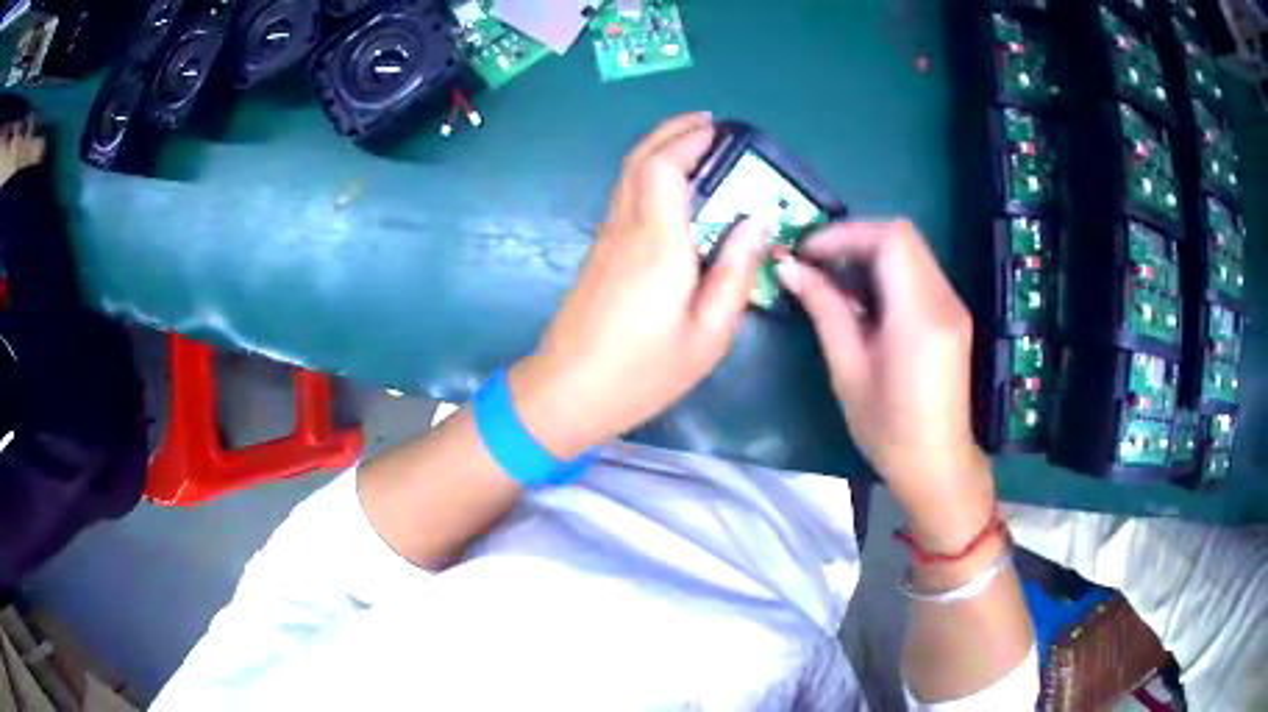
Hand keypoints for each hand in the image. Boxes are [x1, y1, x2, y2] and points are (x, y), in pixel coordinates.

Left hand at [510, 113, 767, 457]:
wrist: (566, 393)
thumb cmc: (642, 373)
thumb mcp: (708, 336)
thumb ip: (735, 274)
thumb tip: (756, 222)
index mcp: (657, 244)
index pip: (664, 168)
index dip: (689, 141)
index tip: (719, 130)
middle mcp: (627, 229)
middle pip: (641, 159)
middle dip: (672, 132)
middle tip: (708, 123)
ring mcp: (607, 238)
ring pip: (628, 174)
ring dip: (658, 148)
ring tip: (695, 143)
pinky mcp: (599, 252)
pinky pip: (625, 196)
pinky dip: (648, 174)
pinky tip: (672, 186)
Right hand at [776, 220, 992, 541]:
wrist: (936, 463)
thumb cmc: (888, 430)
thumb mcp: (848, 371)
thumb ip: (824, 310)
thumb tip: (790, 269)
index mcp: (919, 317)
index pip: (890, 240)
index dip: (845, 234)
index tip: (807, 253)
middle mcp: (944, 300)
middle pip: (902, 236)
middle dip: (854, 238)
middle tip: (816, 262)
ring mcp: (952, 305)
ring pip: (910, 250)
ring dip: (869, 253)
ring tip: (833, 280)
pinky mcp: (951, 314)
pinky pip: (917, 271)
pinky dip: (886, 270)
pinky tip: (863, 299)